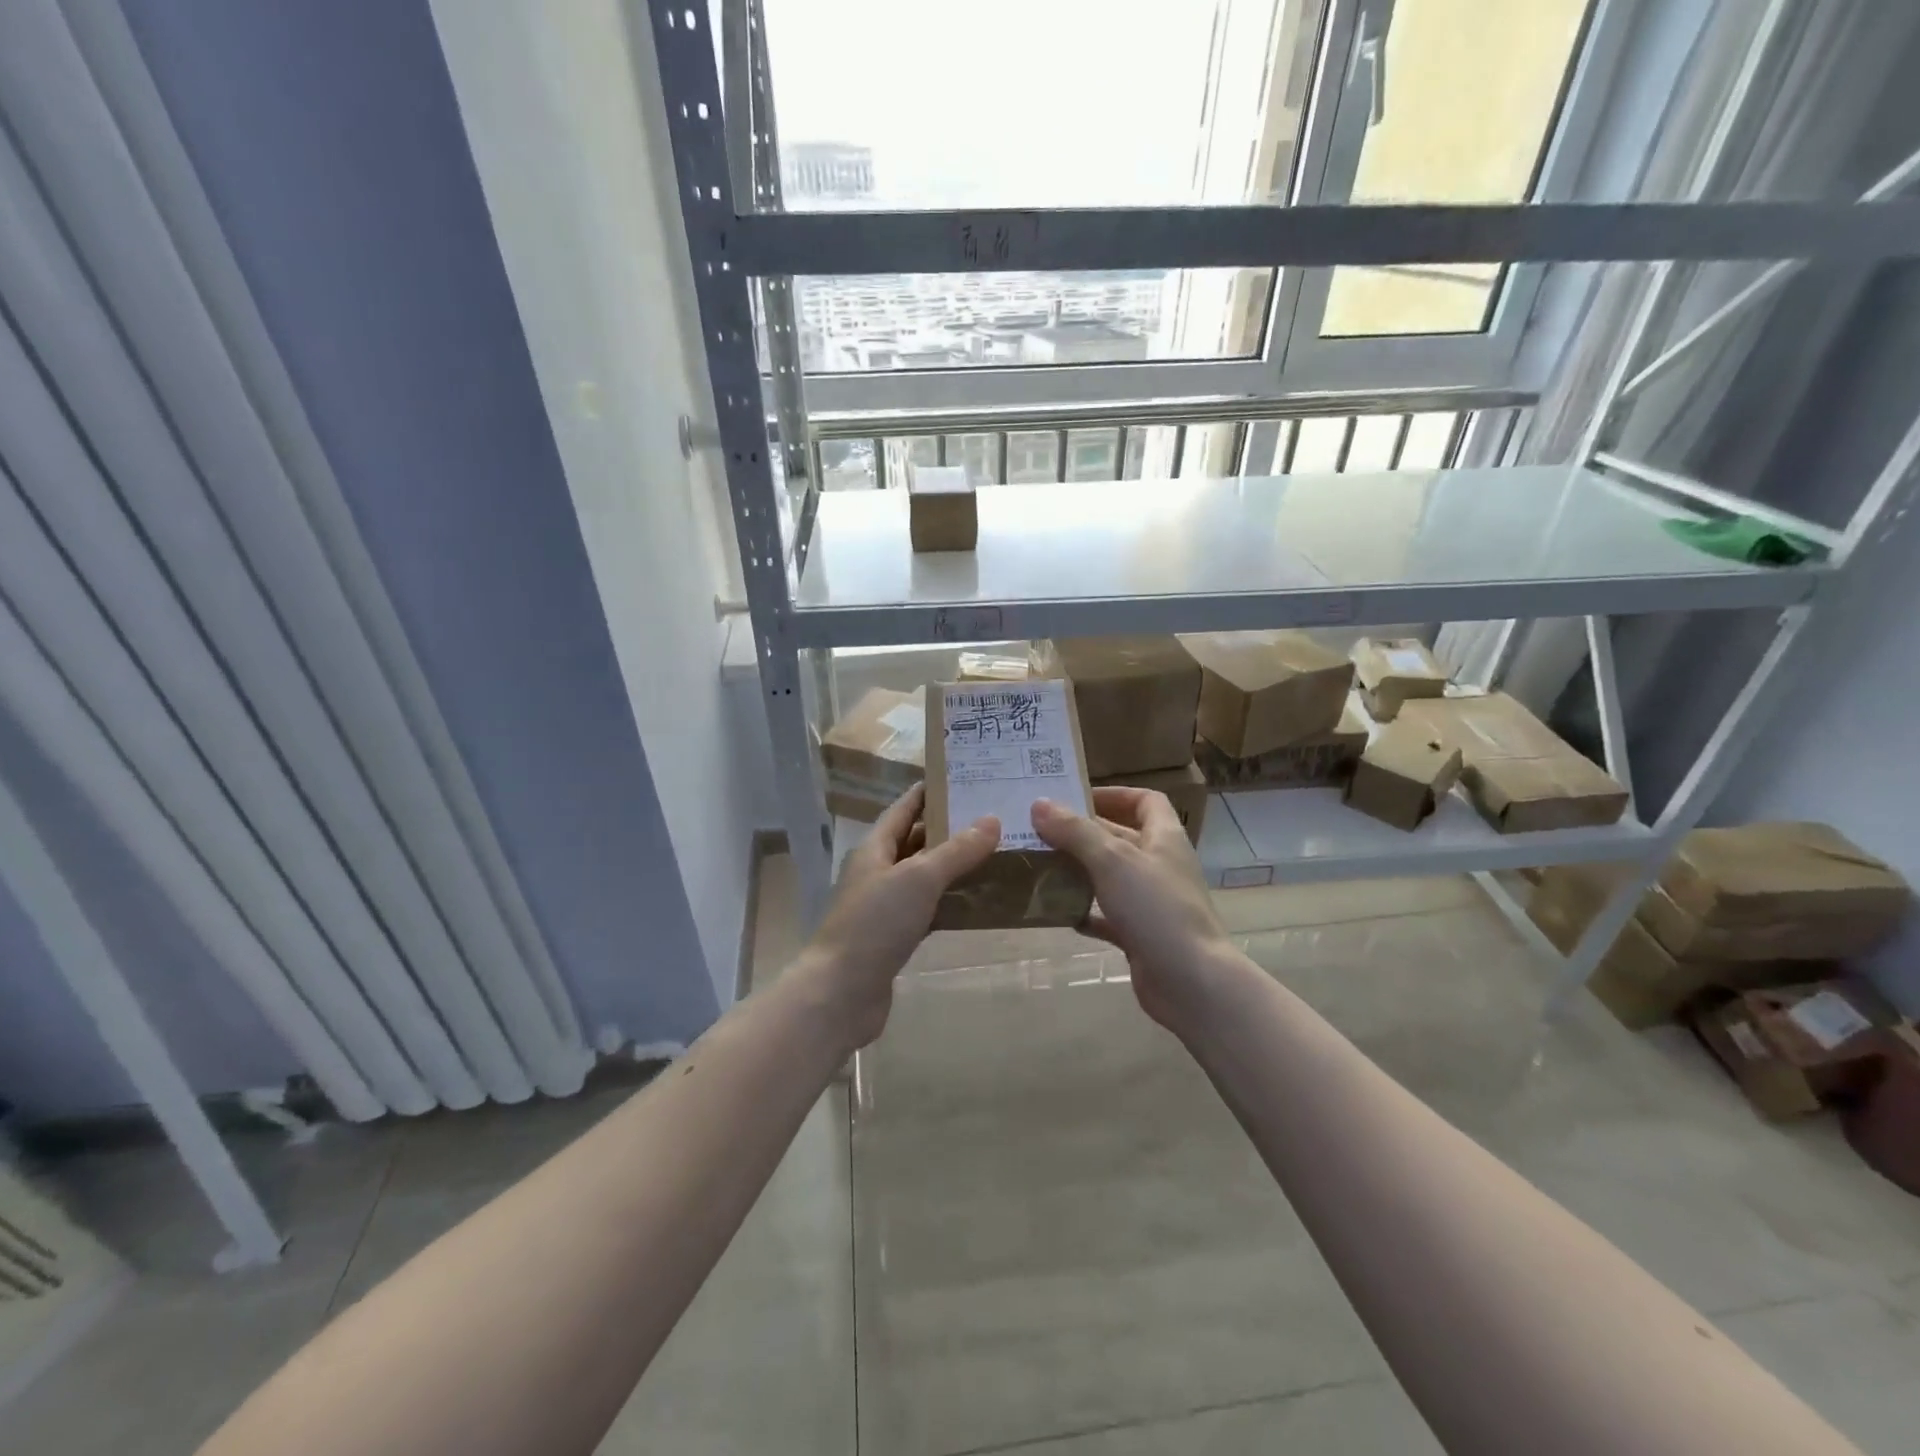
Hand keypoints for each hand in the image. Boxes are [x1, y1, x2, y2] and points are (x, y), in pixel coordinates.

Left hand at [795, 783, 997, 1048]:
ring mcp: (885, 906)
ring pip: (924, 877)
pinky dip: (950, 903)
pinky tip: (979, 901)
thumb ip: (956, 850)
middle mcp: (878, 871)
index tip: (964, 779)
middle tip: (994, 818)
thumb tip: (992, 820)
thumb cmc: (875, 924)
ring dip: (954, 867)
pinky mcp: (895, 938)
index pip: (904, 808)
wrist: (841, 993)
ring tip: (996, 854)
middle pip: (916, 841)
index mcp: (875, 848)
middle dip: (951, 829)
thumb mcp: (919, 878)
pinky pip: (928, 909)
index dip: (930, 792)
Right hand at [1032, 788, 1239, 1037]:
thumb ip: (1075, 831)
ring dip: (1080, 871)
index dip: (1115, 795)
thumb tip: (1039, 803)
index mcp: (1164, 838)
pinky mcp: (1142, 936)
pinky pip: (1109, 917)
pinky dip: (1086, 913)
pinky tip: (1060, 913)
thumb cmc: (1156, 908)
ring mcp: (1152, 903)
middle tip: (1042, 831)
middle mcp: (1160, 866)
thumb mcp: (1112, 860)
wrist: (1191, 982)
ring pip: (1112, 878)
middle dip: (1084, 833)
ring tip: (1042, 866)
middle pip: (1122, 838)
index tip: (1077, 798)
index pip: (1146, 801)